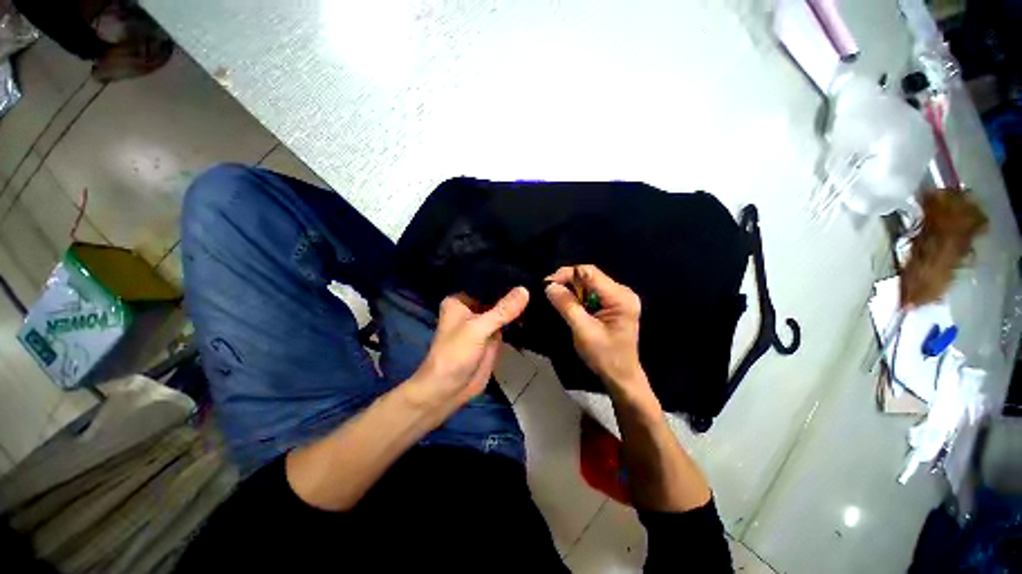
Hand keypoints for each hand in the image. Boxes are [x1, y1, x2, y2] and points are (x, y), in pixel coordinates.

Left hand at [410, 287, 529, 415]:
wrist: (450, 389)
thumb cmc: (455, 354)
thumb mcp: (478, 329)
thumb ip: (502, 310)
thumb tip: (525, 289)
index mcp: (461, 300)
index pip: (484, 282)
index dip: (503, 277)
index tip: (525, 267)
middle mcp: (472, 308)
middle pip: (496, 295)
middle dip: (513, 289)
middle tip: (538, 277)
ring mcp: (484, 322)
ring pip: (503, 309)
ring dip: (518, 303)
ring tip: (540, 287)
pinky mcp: (493, 335)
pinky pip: (508, 322)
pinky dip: (519, 317)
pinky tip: (536, 306)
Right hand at [545, 265, 645, 391]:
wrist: (621, 376)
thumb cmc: (605, 356)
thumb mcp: (583, 331)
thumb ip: (567, 306)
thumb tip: (549, 286)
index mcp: (620, 297)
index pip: (589, 273)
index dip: (566, 275)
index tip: (547, 284)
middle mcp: (622, 292)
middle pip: (589, 275)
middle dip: (567, 281)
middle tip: (549, 291)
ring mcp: (618, 297)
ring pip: (588, 283)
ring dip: (571, 289)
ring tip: (555, 297)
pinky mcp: (613, 304)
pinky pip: (591, 292)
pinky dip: (577, 296)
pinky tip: (568, 304)